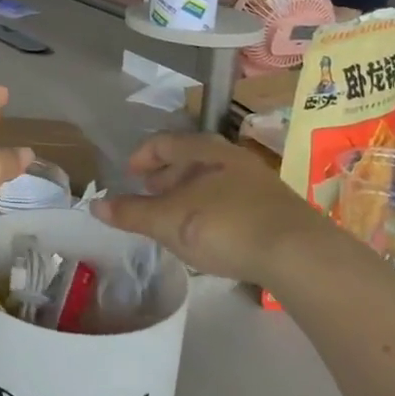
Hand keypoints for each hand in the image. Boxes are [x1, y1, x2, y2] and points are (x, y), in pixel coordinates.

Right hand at [93, 133, 324, 282]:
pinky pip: (233, 200)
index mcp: (206, 150)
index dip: (143, 156)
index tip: (129, 175)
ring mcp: (259, 183)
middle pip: (191, 157)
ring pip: (214, 179)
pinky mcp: (276, 211)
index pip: (165, 141)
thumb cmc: (225, 226)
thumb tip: (95, 206)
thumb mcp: (170, 222)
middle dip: (167, 175)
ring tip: (177, 216)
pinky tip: (210, 234)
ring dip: (190, 193)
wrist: (299, 254)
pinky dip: (213, 209)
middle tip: (149, 194)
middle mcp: (233, 158)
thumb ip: (132, 213)